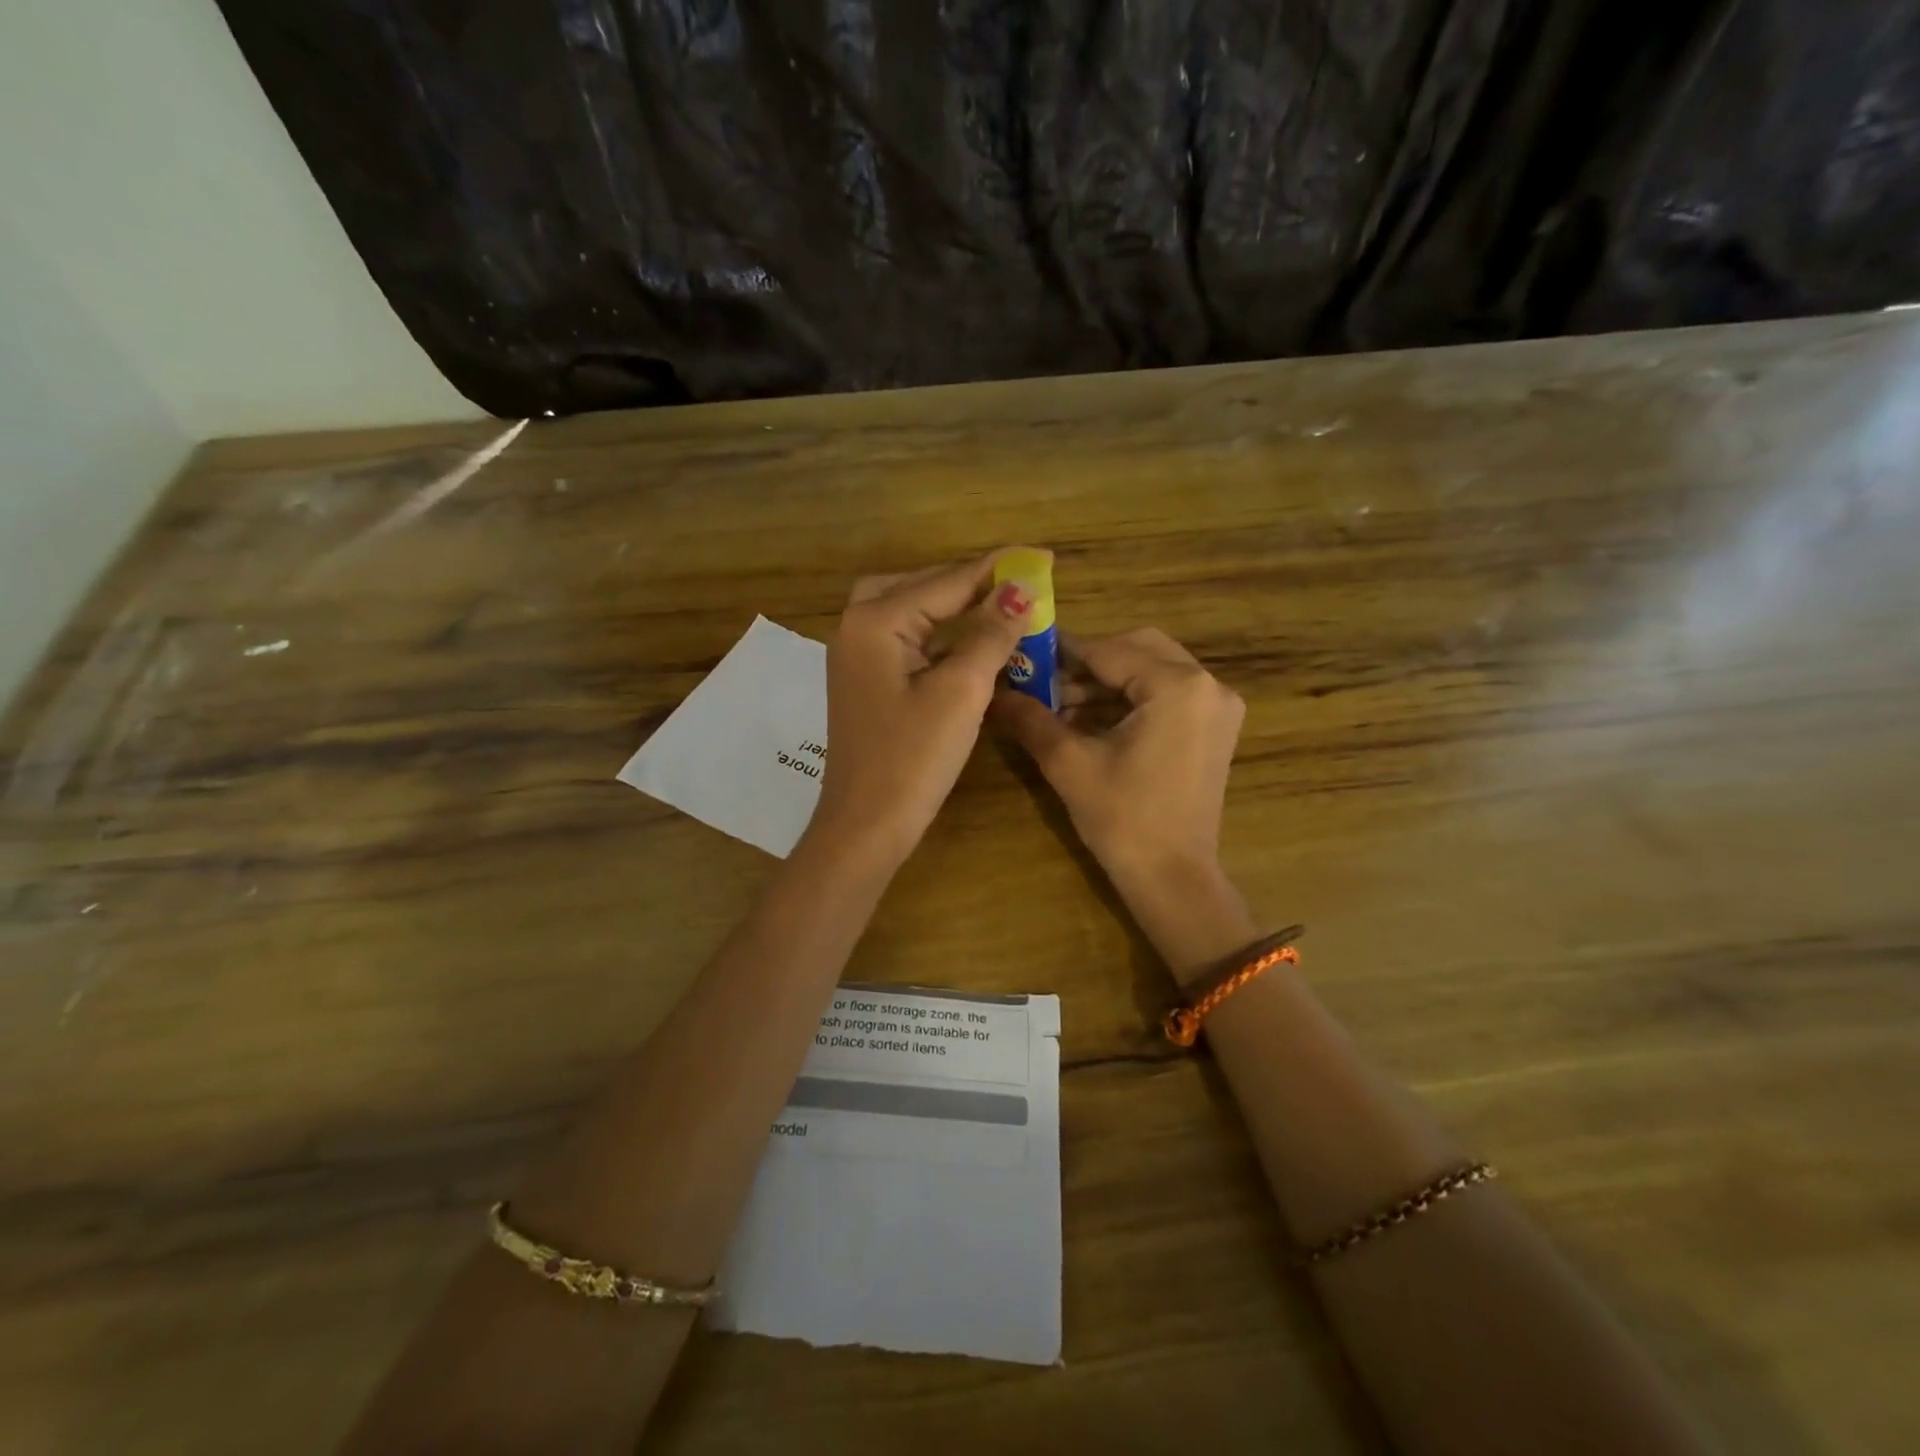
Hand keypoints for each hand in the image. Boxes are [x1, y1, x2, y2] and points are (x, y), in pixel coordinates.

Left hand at [807, 551, 1034, 869]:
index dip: (998, 568)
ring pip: (911, 611)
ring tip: (1000, 605)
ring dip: (953, 606)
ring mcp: (857, 656)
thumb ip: (990, 634)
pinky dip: (939, 635)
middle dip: (970, 581)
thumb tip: (1020, 589)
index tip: (1044, 555)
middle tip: (1018, 583)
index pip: (946, 581)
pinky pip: (906, 641)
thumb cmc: (912, 759)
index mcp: (876, 621)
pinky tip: (969, 642)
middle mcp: (858, 627)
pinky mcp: (866, 681)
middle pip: (921, 586)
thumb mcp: (960, 692)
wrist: (866, 826)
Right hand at [990, 628, 1254, 979]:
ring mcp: (1217, 707)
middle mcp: (1208, 685)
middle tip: (1044, 681)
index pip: (1109, 650)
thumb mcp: (1069, 763)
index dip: (1061, 651)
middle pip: (1137, 650)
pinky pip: (1165, 695)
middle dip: (1087, 663)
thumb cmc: (1123, 819)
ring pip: (1150, 672)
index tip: (1023, 651)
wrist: (1172, 879)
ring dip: (1105, 683)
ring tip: (1057, 707)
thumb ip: (1030, 717)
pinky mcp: (1213, 728)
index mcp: (1178, 686)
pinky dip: (1127, 701)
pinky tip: (1087, 722)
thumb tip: (992, 692)